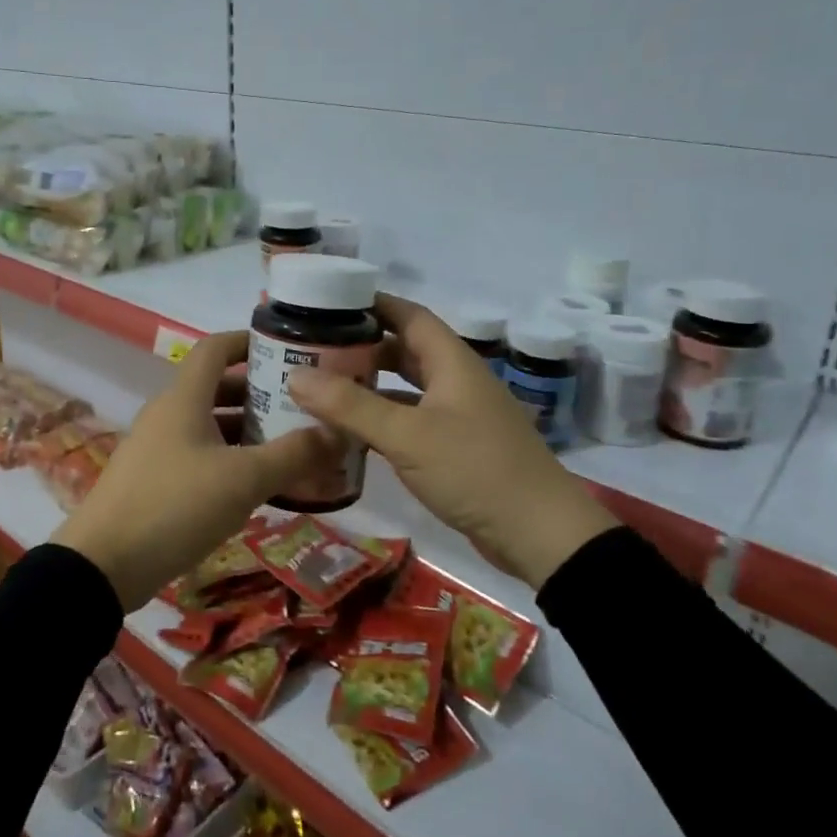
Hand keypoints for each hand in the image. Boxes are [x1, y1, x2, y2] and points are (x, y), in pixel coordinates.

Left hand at [52, 332, 335, 609]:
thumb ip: (293, 455)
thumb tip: (339, 431)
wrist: (102, 565)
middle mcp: (168, 415)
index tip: (288, 350)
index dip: (249, 341)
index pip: (216, 348)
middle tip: (303, 407)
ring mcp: (158, 449)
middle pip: (217, 388)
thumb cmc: (174, 506)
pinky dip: (231, 460)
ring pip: (210, 426)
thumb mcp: (242, 480)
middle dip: (260, 394)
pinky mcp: (154, 482)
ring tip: (291, 446)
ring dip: (248, 431)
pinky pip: (200, 456)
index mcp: (184, 399)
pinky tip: (259, 485)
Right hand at [287, 294, 616, 588]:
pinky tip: (354, 433)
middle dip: (364, 346)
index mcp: (452, 362)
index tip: (331, 302)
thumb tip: (295, 374)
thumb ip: (350, 405)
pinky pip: (413, 421)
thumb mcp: (407, 436)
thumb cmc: (475, 470)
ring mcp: (460, 416)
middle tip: (317, 349)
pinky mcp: (459, 449)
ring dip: (372, 385)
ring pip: (408, 388)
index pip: (410, 315)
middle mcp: (457, 381)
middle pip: (407, 350)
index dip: (374, 304)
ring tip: (325, 387)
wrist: (541, 535)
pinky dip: (384, 420)